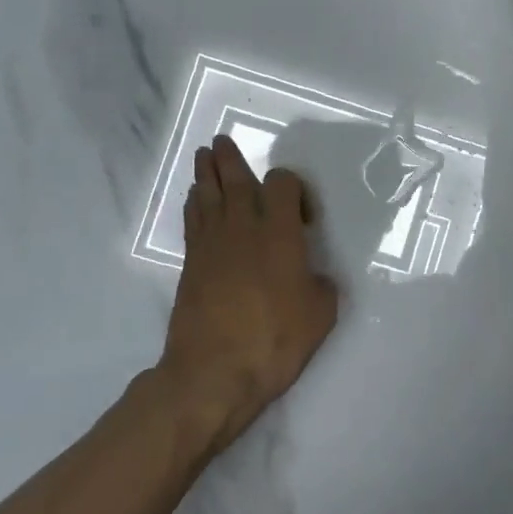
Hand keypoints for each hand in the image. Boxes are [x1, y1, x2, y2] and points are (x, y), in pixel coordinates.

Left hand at [157, 134, 339, 452]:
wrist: (214, 371)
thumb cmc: (274, 340)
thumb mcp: (320, 315)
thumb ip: (321, 286)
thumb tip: (313, 278)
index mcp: (280, 232)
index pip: (282, 184)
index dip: (294, 187)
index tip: (304, 216)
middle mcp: (244, 226)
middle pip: (235, 178)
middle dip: (230, 158)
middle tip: (222, 141)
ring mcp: (212, 243)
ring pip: (208, 194)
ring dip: (207, 173)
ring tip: (205, 156)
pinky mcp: (191, 263)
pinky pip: (192, 220)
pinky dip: (194, 203)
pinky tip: (195, 199)